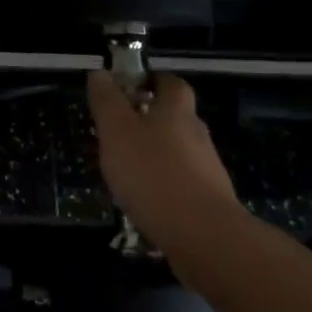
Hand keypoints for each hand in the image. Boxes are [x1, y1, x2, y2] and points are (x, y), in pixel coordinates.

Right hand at [87, 70, 239, 247]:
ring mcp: (208, 170)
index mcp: (176, 111)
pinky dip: (165, 185)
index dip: (152, 80)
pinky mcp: (210, 202)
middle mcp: (197, 134)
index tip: (130, 87)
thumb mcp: (117, 131)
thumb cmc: (154, 174)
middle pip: (175, 117)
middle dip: (150, 119)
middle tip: (119, 130)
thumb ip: (107, 101)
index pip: (171, 83)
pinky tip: (145, 200)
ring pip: (178, 152)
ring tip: (126, 170)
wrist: (205, 238)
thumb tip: (101, 72)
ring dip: (156, 154)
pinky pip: (183, 183)